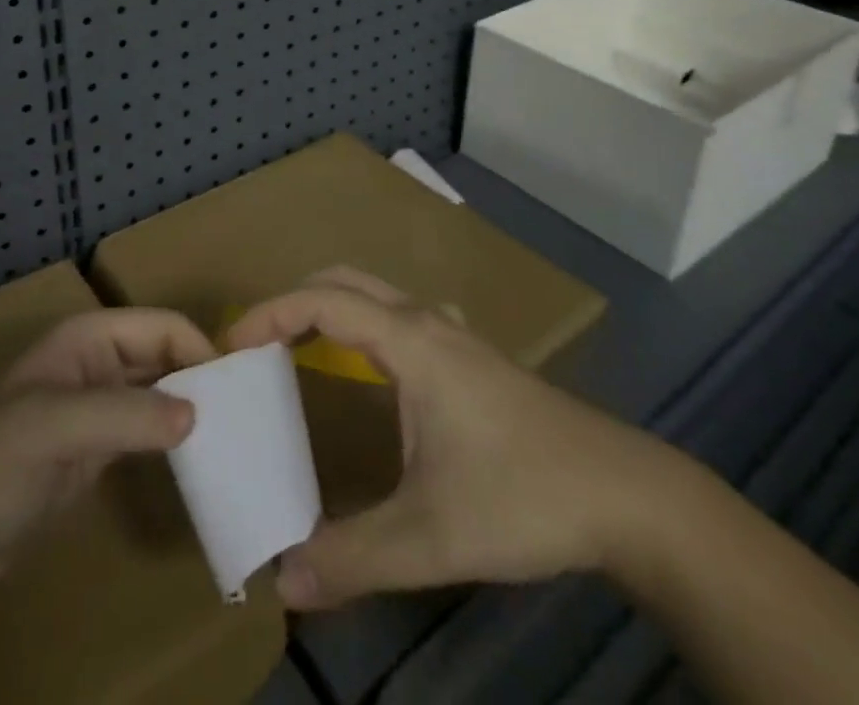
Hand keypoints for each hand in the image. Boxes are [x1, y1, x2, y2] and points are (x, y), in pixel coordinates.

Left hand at [0, 309, 216, 590]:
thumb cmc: (0, 459)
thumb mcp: (61, 427)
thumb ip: (128, 415)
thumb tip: (198, 414)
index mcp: (91, 338)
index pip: (161, 326)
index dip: (198, 349)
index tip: (236, 389)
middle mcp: (100, 361)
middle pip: (165, 354)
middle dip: (201, 376)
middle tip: (244, 414)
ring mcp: (100, 404)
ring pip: (161, 391)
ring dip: (192, 406)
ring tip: (233, 434)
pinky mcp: (100, 446)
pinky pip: (149, 427)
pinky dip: (175, 436)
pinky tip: (202, 455)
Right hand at [226, 268, 684, 610]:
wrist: (626, 495)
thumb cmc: (523, 496)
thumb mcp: (431, 537)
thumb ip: (352, 557)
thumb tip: (282, 577)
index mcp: (409, 342)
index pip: (322, 302)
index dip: (270, 314)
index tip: (232, 347)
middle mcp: (427, 322)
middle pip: (345, 281)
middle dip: (293, 301)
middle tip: (258, 345)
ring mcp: (455, 336)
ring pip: (377, 294)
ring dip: (330, 307)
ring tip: (299, 350)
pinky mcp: (474, 358)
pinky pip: (403, 316)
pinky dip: (366, 322)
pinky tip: (375, 368)